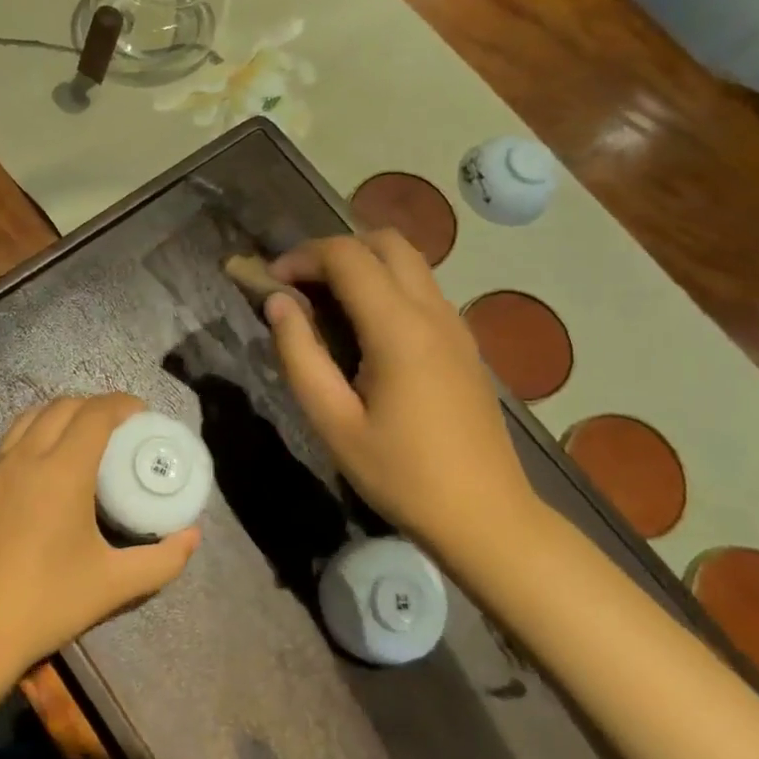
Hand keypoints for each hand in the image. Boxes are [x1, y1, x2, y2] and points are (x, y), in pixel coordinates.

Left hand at [0, 393, 202, 691]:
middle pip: (64, 406)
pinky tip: (46, 461)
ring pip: (32, 415)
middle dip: (95, 406)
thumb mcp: (114, 585)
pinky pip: (12, 437)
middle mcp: (26, 456)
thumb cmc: (46, 603)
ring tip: (84, 436)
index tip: (143, 415)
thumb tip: (192, 536)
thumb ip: (161, 560)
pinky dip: (36, 430)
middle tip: (120, 428)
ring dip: (63, 414)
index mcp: (62, 471)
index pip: (95, 414)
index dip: (122, 404)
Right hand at [264, 232, 535, 545]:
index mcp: (399, 329)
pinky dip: (385, 285)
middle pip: (385, 242)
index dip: (301, 257)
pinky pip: (422, 289)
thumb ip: (300, 354)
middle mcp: (433, 312)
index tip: (271, 284)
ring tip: (324, 303)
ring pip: (408, 262)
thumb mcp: (333, 422)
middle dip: (334, 250)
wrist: (486, 517)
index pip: (347, 256)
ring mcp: (455, 326)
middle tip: (299, 285)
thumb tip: (277, 303)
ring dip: (362, 265)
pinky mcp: (464, 344)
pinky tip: (363, 329)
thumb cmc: (401, 475)